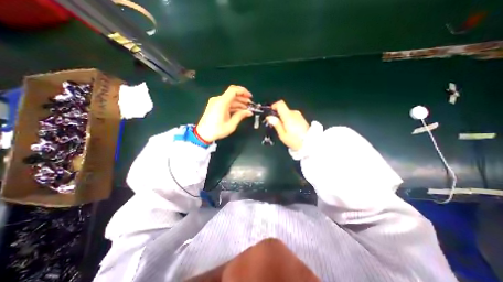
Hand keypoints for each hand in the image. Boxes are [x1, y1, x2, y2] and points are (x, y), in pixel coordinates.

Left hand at [195, 85, 252, 142]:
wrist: (202, 134)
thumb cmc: (217, 130)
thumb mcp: (231, 125)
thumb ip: (240, 116)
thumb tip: (249, 112)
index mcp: (221, 103)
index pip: (233, 90)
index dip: (243, 91)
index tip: (250, 97)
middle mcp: (218, 100)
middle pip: (232, 94)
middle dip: (243, 98)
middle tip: (251, 105)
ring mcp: (216, 102)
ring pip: (230, 99)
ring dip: (239, 103)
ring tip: (247, 109)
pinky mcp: (215, 105)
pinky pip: (226, 103)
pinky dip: (233, 105)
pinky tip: (240, 110)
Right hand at [265, 101, 308, 150]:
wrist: (309, 144)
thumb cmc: (295, 141)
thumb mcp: (283, 134)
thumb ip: (276, 124)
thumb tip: (269, 117)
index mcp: (288, 116)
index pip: (280, 104)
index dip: (274, 106)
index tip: (270, 112)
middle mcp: (294, 113)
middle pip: (283, 109)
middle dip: (278, 115)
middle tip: (275, 124)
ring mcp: (299, 115)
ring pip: (288, 113)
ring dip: (283, 118)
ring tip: (283, 128)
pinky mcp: (302, 118)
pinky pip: (293, 116)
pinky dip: (289, 120)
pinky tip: (290, 128)